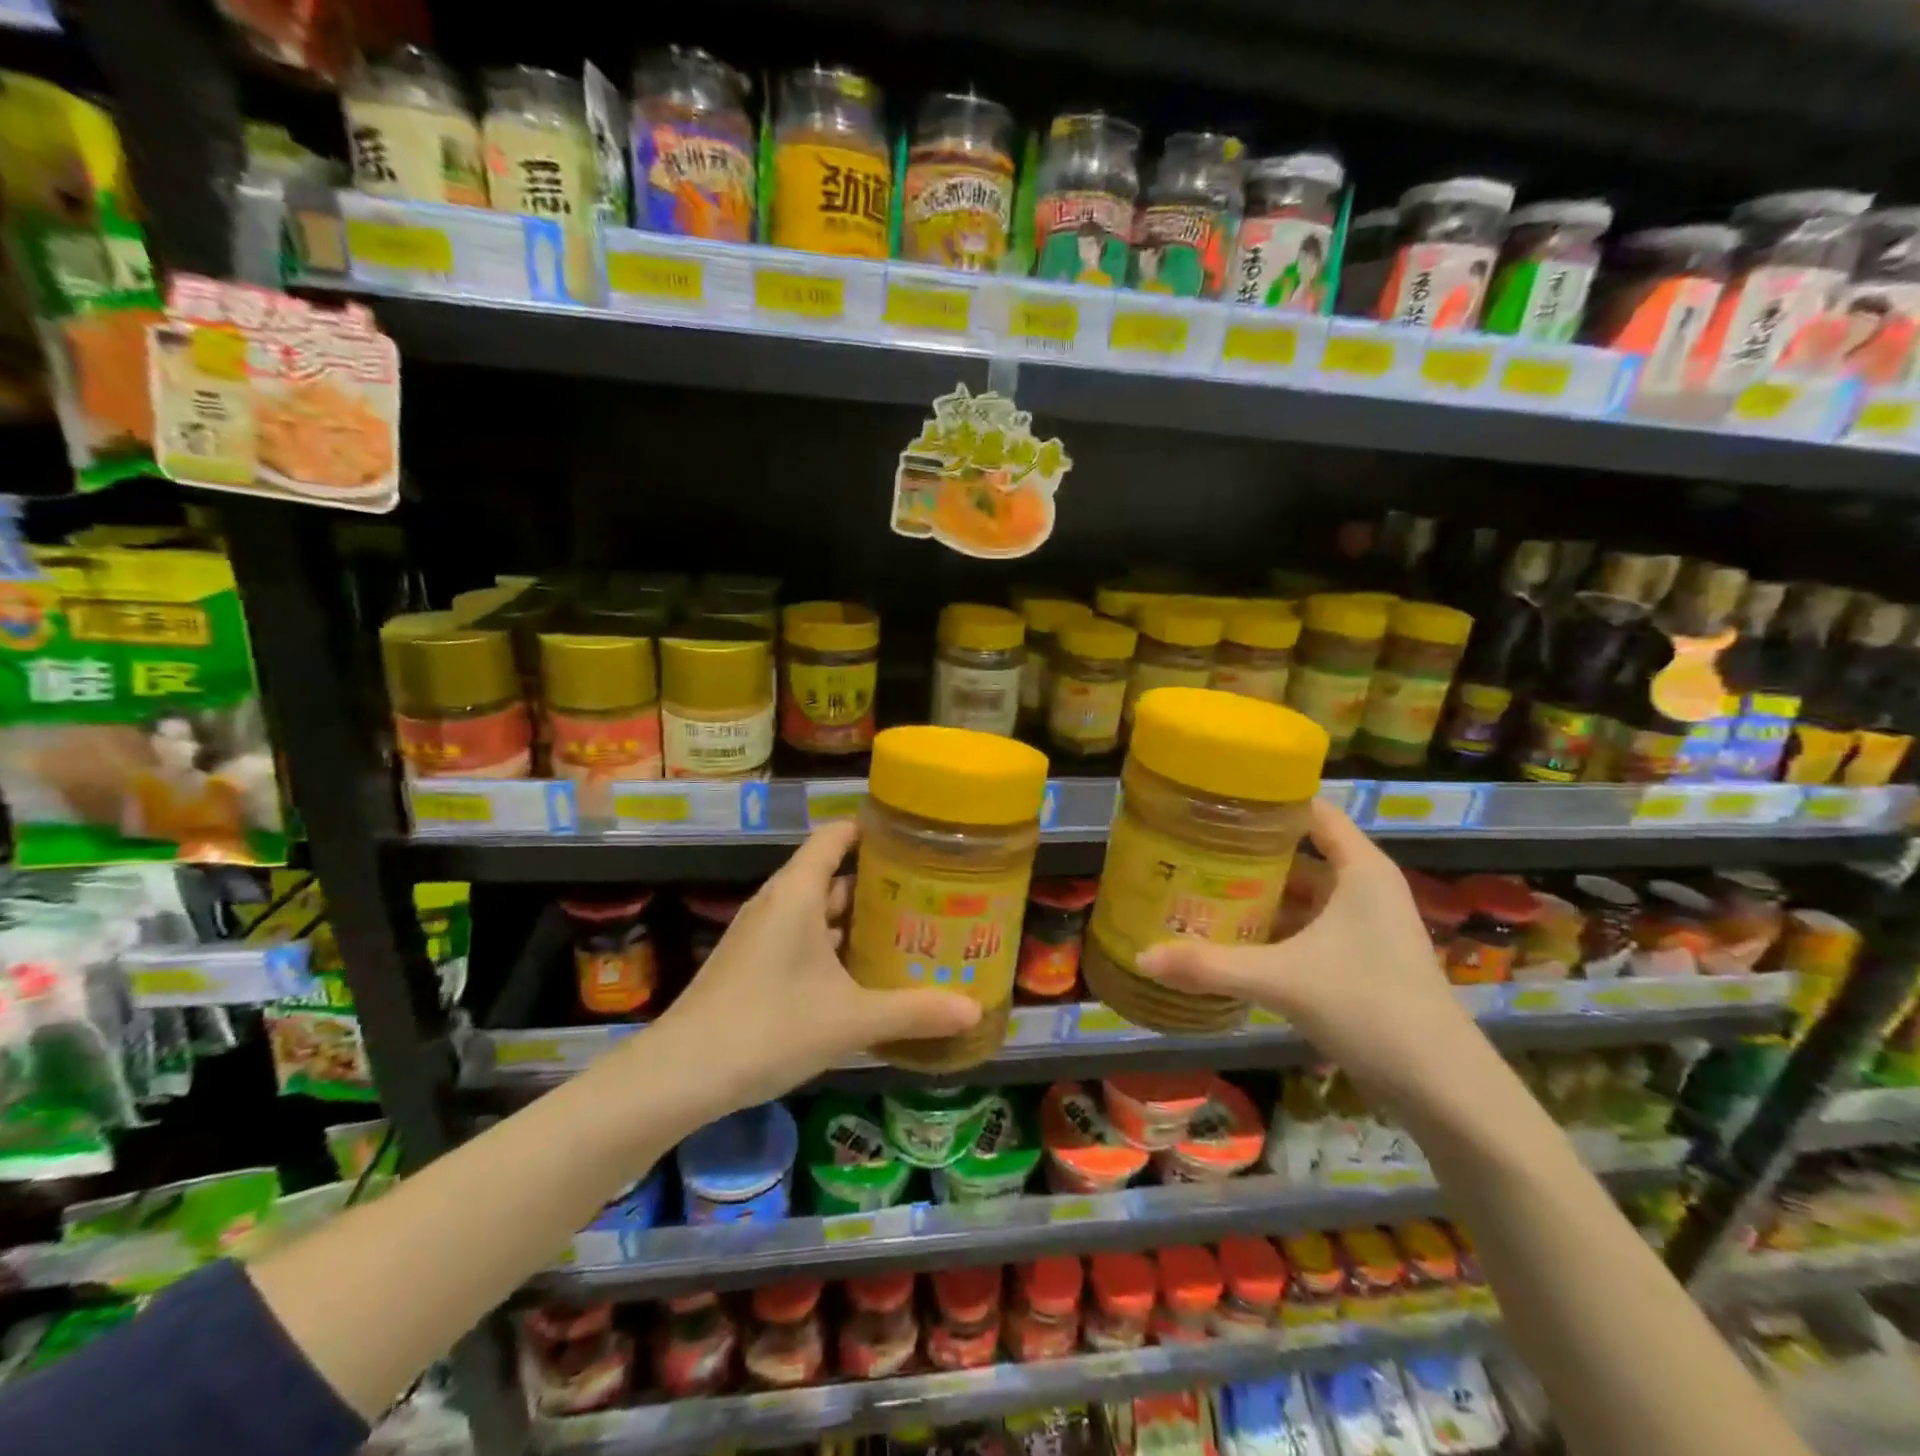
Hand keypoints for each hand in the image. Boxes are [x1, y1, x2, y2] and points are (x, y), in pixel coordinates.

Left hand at [652, 820, 980, 1110]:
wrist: (680, 1075)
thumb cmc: (769, 1027)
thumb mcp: (850, 1020)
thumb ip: (914, 1012)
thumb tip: (975, 1011)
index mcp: (797, 893)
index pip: (835, 836)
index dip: (871, 830)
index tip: (913, 838)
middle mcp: (777, 903)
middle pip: (831, 874)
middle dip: (877, 882)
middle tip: (927, 892)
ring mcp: (760, 934)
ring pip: (816, 910)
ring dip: (855, 918)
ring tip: (905, 929)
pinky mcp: (750, 964)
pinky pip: (800, 938)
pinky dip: (832, 945)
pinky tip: (860, 974)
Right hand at [1135, 799, 1484, 1114]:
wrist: (1443, 1087)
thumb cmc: (1370, 1007)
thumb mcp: (1283, 980)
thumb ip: (1211, 966)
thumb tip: (1142, 955)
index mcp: (1360, 870)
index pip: (1312, 812)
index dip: (1266, 802)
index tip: (1214, 802)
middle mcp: (1364, 888)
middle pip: (1299, 854)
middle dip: (1247, 854)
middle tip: (1190, 849)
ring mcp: (1364, 927)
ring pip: (1301, 896)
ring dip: (1258, 895)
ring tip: (1199, 889)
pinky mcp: (1360, 960)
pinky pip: (1306, 928)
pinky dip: (1273, 929)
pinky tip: (1233, 938)